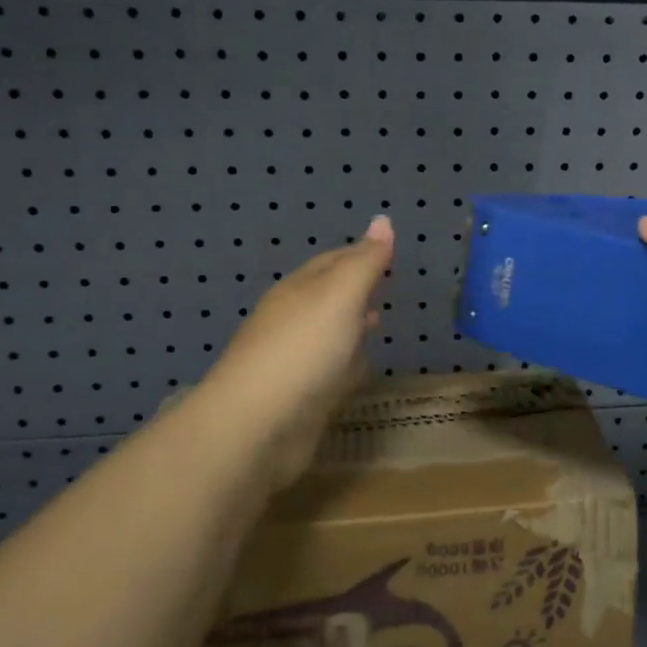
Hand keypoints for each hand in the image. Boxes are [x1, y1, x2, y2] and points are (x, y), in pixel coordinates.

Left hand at [188, 215, 393, 491]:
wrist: (256, 427)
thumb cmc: (303, 350)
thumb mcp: (341, 295)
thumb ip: (365, 262)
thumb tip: (383, 220)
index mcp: (298, 290)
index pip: (332, 261)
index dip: (361, 253)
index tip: (389, 252)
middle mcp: (291, 320)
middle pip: (328, 296)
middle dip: (356, 290)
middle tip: (386, 287)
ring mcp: (292, 361)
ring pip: (328, 334)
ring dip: (351, 327)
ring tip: (379, 324)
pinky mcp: (298, 398)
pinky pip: (329, 371)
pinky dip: (346, 364)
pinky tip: (359, 371)